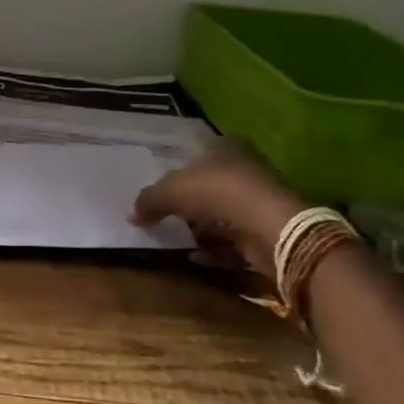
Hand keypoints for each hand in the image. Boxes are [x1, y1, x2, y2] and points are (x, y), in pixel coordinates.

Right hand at [132, 138, 305, 278]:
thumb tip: (133, 213)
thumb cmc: (218, 192)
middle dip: (188, 200)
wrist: (270, 227)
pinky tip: (194, 257)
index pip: (197, 150)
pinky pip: (233, 240)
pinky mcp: (266, 230)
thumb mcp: (171, 190)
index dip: (177, 167)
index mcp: (225, 145)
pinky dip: (215, 249)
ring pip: (222, 213)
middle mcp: (245, 167)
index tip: (160, 186)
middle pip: (209, 184)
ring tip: (176, 238)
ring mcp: (258, 200)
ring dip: (201, 228)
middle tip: (163, 214)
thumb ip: (149, 199)